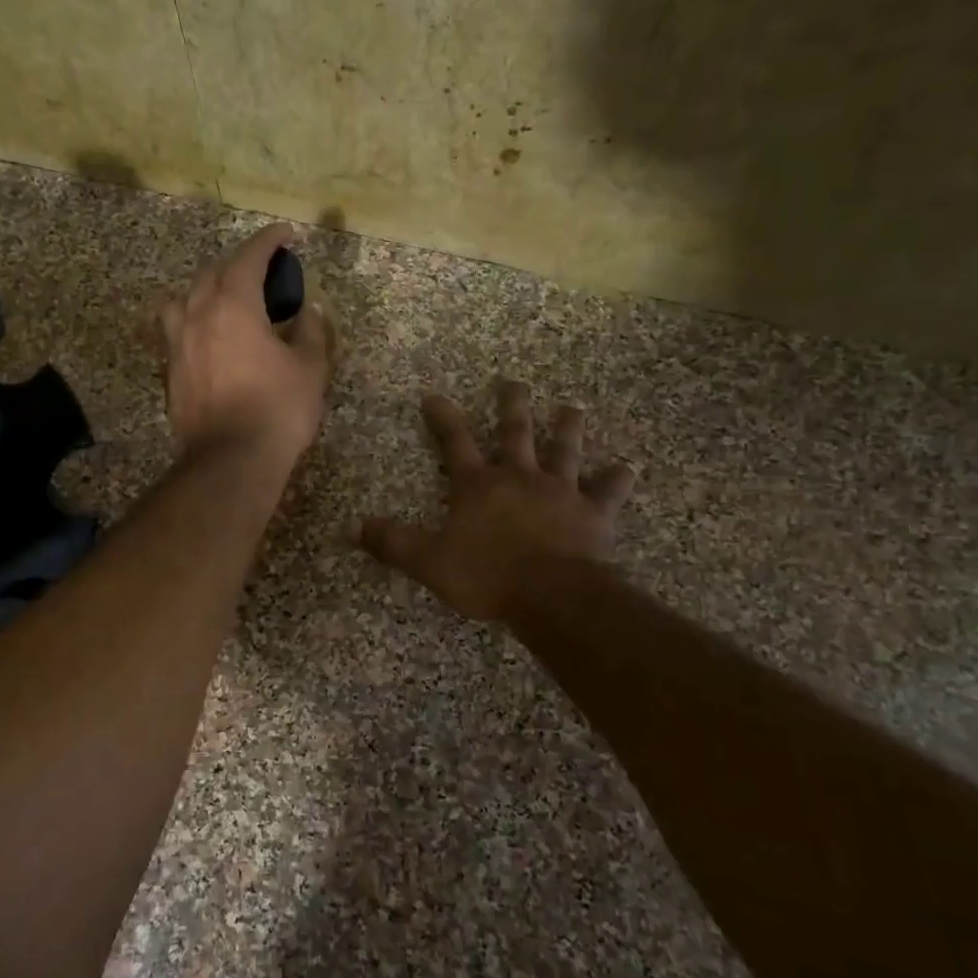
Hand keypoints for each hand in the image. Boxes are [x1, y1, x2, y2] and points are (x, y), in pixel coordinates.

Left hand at [161, 224, 330, 466]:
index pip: (248, 257)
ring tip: (226, 301)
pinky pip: (177, 331)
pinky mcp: (170, 372)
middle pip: (212, 272)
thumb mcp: (309, 368)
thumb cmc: (277, 410)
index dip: (268, 241)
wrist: (230, 461)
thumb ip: (310, 331)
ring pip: (185, 299)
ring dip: (207, 290)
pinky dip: (195, 321)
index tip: (285, 234)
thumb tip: (309, 310)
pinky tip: (211, 338)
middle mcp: (197, 315)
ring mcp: (177, 344)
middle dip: (238, 263)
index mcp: (233, 305)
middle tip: (263, 272)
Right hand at [360, 381, 634, 621]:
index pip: (455, 443)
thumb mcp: (428, 561)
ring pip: (564, 451)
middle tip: (515, 381)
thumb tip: (351, 528)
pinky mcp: (593, 513)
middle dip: (512, 406)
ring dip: (567, 428)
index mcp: (479, 486)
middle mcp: (519, 478)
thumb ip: (392, 543)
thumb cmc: (487, 575)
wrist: (552, 595)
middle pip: (515, 433)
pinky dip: (617, 479)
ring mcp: (560, 492)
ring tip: (572, 407)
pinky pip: (607, 491)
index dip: (443, 418)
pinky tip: (627, 467)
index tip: (434, 394)